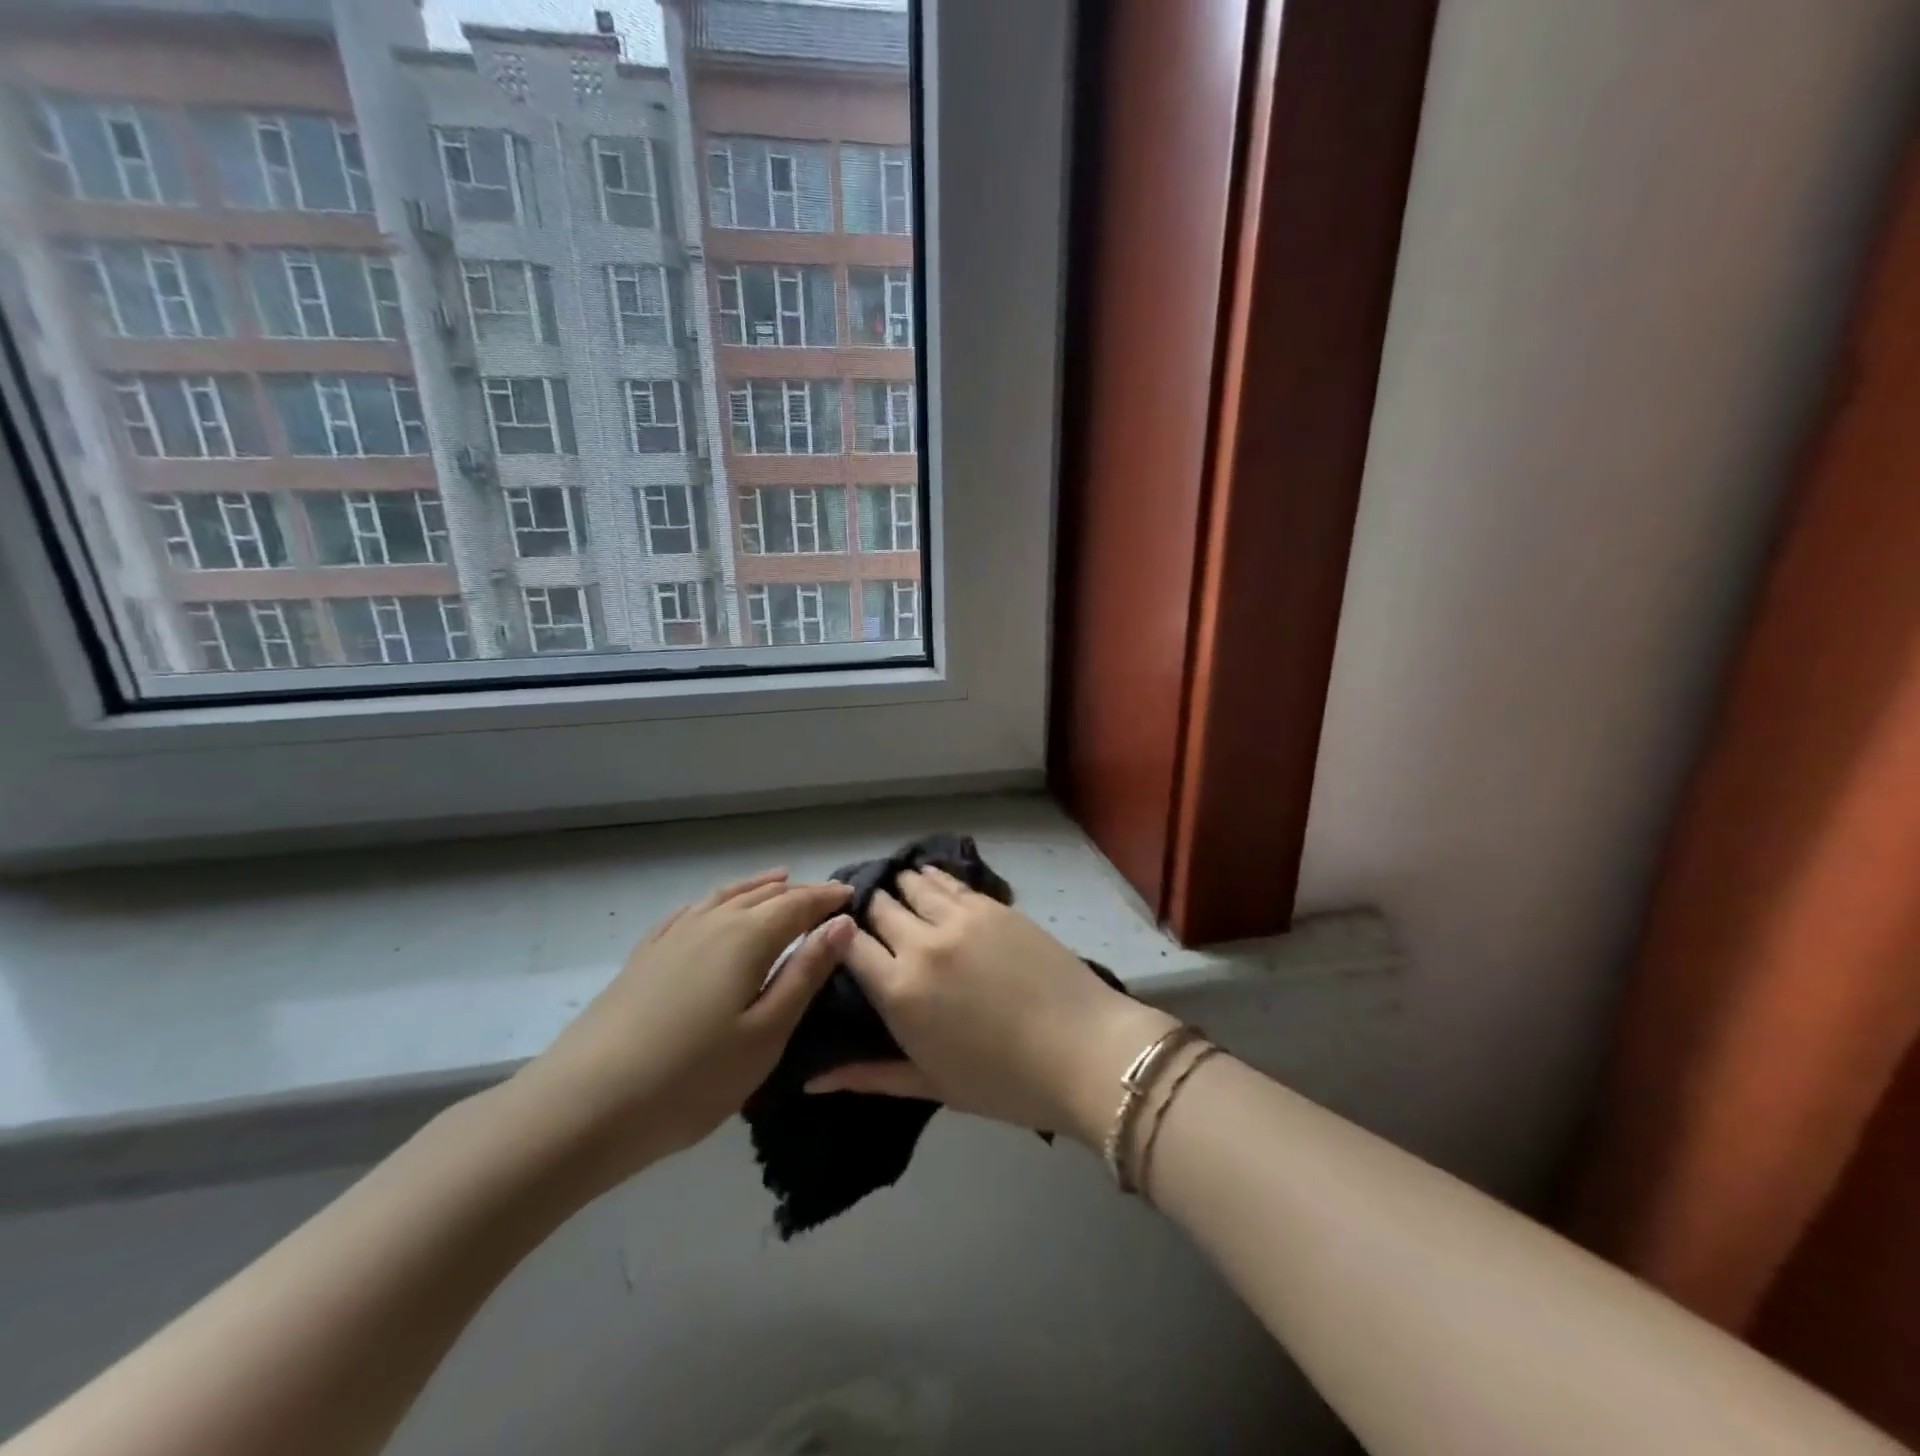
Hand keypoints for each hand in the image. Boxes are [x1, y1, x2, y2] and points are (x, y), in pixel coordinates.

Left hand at [510, 870, 852, 1192]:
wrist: (583, 1106)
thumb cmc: (691, 1078)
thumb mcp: (766, 1033)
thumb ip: (805, 973)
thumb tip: (842, 924)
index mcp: (747, 937)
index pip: (799, 904)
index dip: (828, 898)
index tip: (853, 895)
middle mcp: (711, 923)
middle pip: (764, 895)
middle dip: (799, 892)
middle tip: (826, 896)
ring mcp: (672, 937)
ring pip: (725, 897)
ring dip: (758, 888)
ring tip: (779, 881)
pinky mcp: (644, 957)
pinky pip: (689, 912)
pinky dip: (714, 902)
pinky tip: (712, 907)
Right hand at [806, 867, 1176, 1145]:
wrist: (1085, 1051)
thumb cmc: (1004, 1082)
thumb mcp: (930, 1083)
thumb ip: (867, 1076)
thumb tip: (811, 1081)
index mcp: (899, 991)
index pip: (848, 946)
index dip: (840, 940)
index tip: (843, 945)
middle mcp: (921, 944)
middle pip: (877, 909)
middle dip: (868, 914)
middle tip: (872, 925)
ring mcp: (959, 917)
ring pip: (910, 884)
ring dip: (898, 889)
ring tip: (899, 898)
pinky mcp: (991, 904)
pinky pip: (947, 880)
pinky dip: (930, 879)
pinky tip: (928, 881)